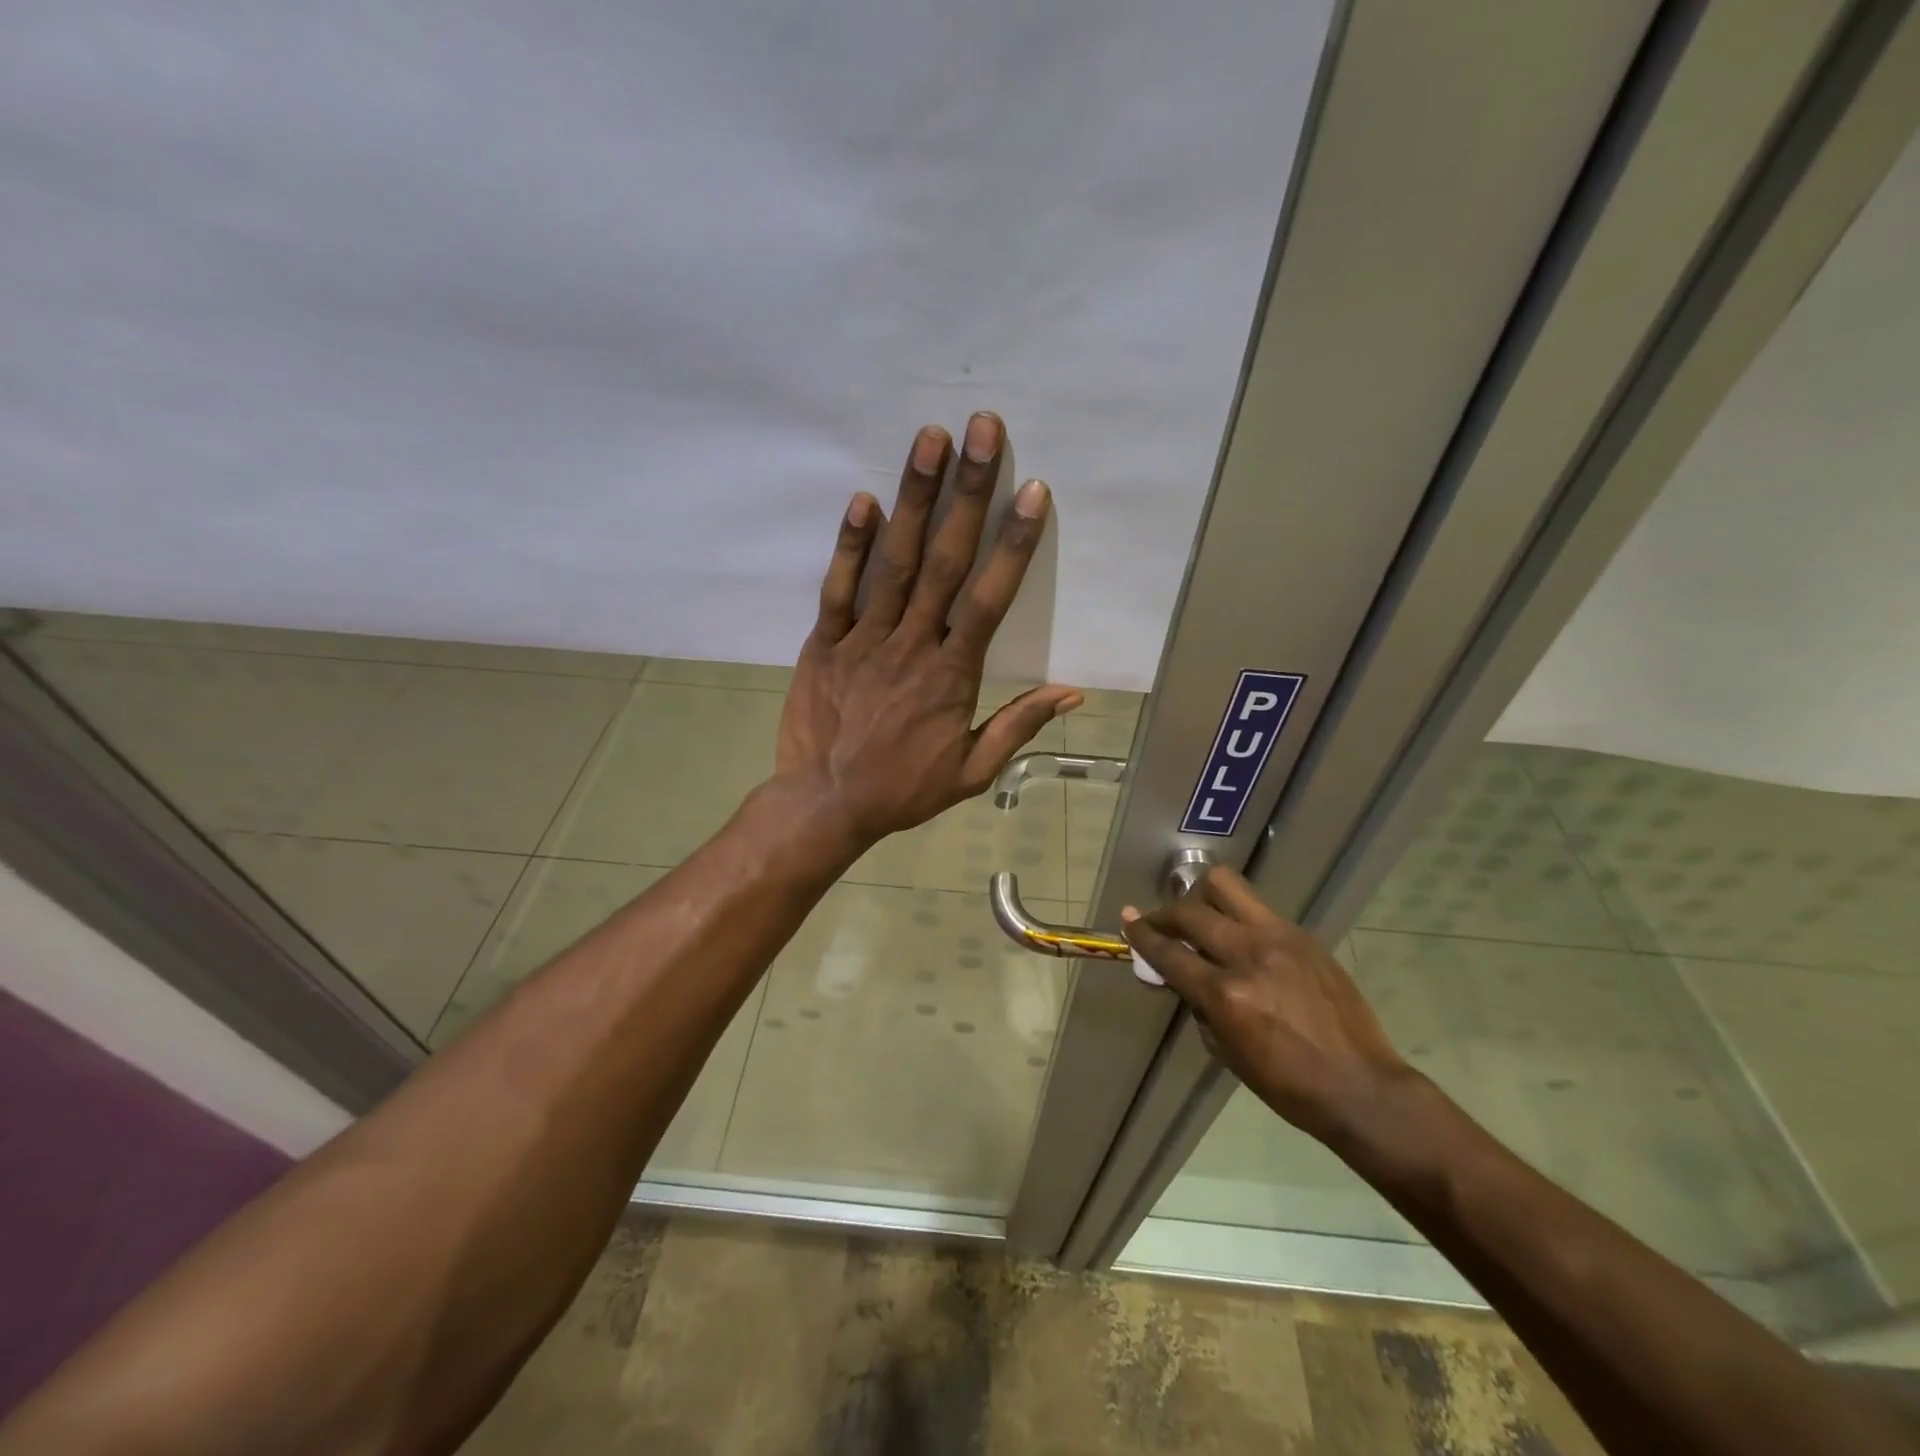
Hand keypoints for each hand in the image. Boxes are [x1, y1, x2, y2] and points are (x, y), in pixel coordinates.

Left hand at [776, 412, 1082, 844]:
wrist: (825, 805)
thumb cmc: (902, 789)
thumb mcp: (972, 771)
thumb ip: (1018, 726)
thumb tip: (1071, 692)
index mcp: (952, 674)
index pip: (990, 599)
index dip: (1013, 544)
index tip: (1032, 491)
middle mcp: (912, 645)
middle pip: (946, 561)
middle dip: (967, 493)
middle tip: (982, 430)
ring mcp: (863, 640)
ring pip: (894, 562)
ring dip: (914, 498)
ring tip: (930, 440)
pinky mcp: (823, 643)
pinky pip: (838, 589)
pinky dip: (850, 545)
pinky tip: (864, 499)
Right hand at [1121, 868, 1414, 1148]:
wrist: (1361, 1087)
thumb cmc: (1288, 1085)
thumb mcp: (1227, 1052)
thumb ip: (1199, 1005)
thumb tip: (1181, 975)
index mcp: (1227, 995)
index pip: (1170, 954)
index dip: (1142, 936)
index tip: (1127, 921)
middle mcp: (1249, 956)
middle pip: (1190, 913)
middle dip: (1164, 915)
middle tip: (1157, 924)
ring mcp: (1279, 939)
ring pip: (1225, 887)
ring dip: (1200, 897)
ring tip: (1197, 915)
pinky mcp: (1302, 936)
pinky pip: (1257, 909)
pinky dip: (1236, 916)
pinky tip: (1239, 937)